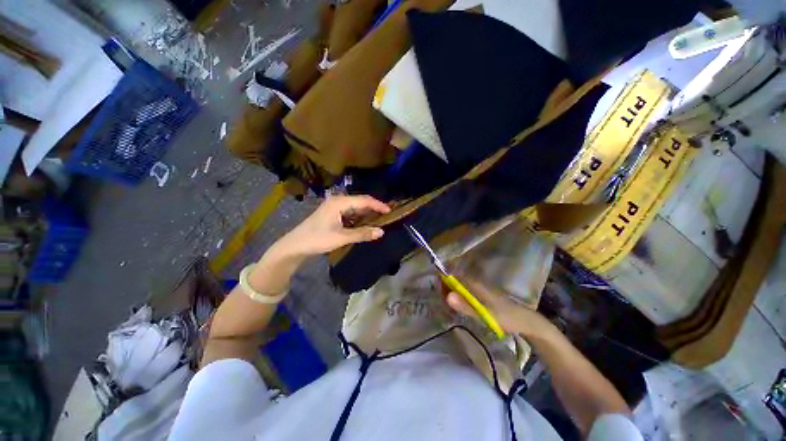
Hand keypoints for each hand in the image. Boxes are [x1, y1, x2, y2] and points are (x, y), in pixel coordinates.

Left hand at [275, 194, 389, 256]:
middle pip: (360, 202)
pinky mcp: (333, 214)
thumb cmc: (317, 239)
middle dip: (374, 208)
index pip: (364, 200)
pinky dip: (359, 218)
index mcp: (339, 202)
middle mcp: (338, 201)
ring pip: (356, 208)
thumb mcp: (341, 237)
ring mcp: (334, 207)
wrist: (295, 245)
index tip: (390, 211)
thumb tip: (381, 232)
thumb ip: (362, 234)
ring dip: (367, 214)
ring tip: (380, 220)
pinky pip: (350, 213)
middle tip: (388, 216)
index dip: (378, 205)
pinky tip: (365, 224)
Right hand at [445, 276, 556, 339]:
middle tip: (442, 300)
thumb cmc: (505, 317)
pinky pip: (467, 290)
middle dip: (447, 286)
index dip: (444, 280)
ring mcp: (481, 287)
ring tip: (448, 302)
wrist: (526, 321)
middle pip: (457, 279)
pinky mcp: (484, 293)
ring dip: (453, 290)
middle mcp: (477, 282)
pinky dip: (460, 294)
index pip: (455, 276)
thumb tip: (448, 296)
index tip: (438, 290)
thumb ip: (466, 306)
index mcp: (476, 284)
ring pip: (462, 284)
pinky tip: (460, 304)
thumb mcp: (485, 314)